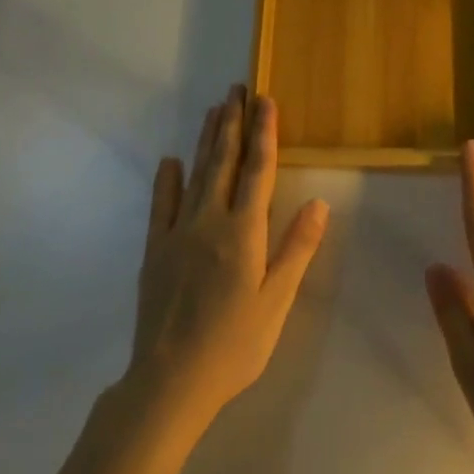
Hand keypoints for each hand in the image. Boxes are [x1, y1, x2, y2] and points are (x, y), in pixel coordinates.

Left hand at [122, 86, 327, 437]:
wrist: (169, 384)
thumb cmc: (234, 345)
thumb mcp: (277, 301)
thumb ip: (296, 248)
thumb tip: (319, 202)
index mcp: (243, 232)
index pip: (258, 170)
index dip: (264, 133)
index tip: (266, 101)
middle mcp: (209, 221)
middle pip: (224, 162)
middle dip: (233, 123)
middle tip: (237, 89)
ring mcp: (178, 233)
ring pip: (196, 175)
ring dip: (207, 140)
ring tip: (215, 110)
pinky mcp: (155, 250)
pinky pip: (161, 205)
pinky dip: (167, 180)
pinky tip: (170, 160)